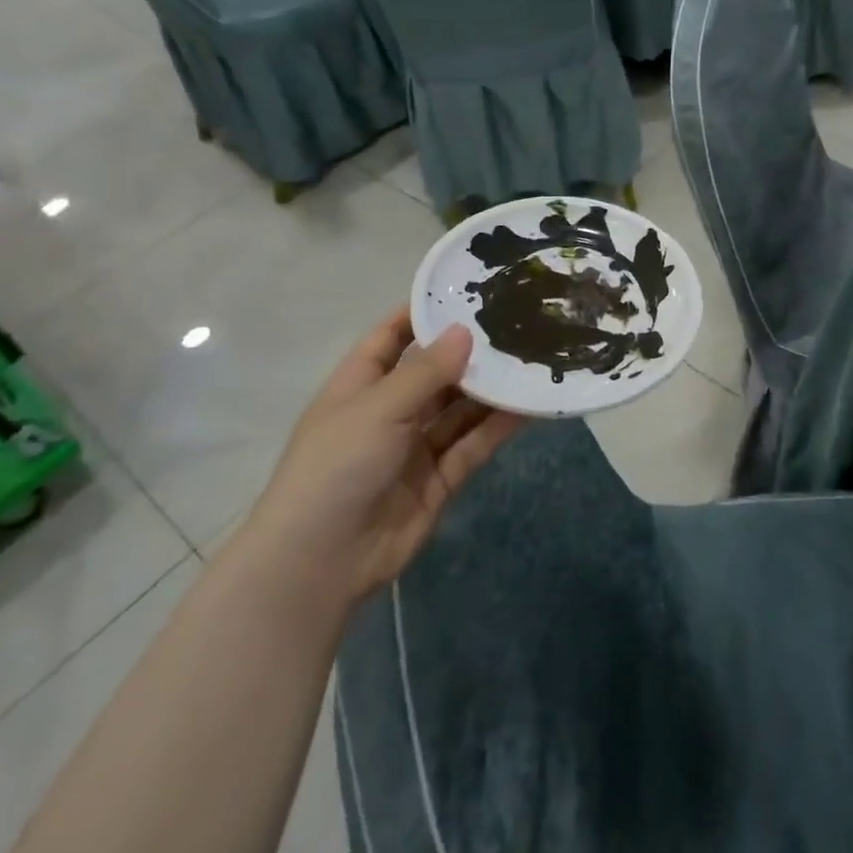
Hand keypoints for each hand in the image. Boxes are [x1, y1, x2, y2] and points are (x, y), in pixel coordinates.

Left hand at [244, 308, 523, 604]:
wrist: (321, 561)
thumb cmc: (337, 466)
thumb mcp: (378, 407)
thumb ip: (426, 371)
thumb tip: (466, 331)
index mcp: (359, 386)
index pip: (390, 338)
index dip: (420, 314)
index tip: (463, 291)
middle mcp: (389, 412)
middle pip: (434, 374)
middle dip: (469, 353)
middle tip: (515, 325)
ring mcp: (414, 448)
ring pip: (459, 410)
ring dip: (490, 390)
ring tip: (530, 360)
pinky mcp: (439, 480)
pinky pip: (472, 445)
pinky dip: (497, 427)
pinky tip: (528, 406)